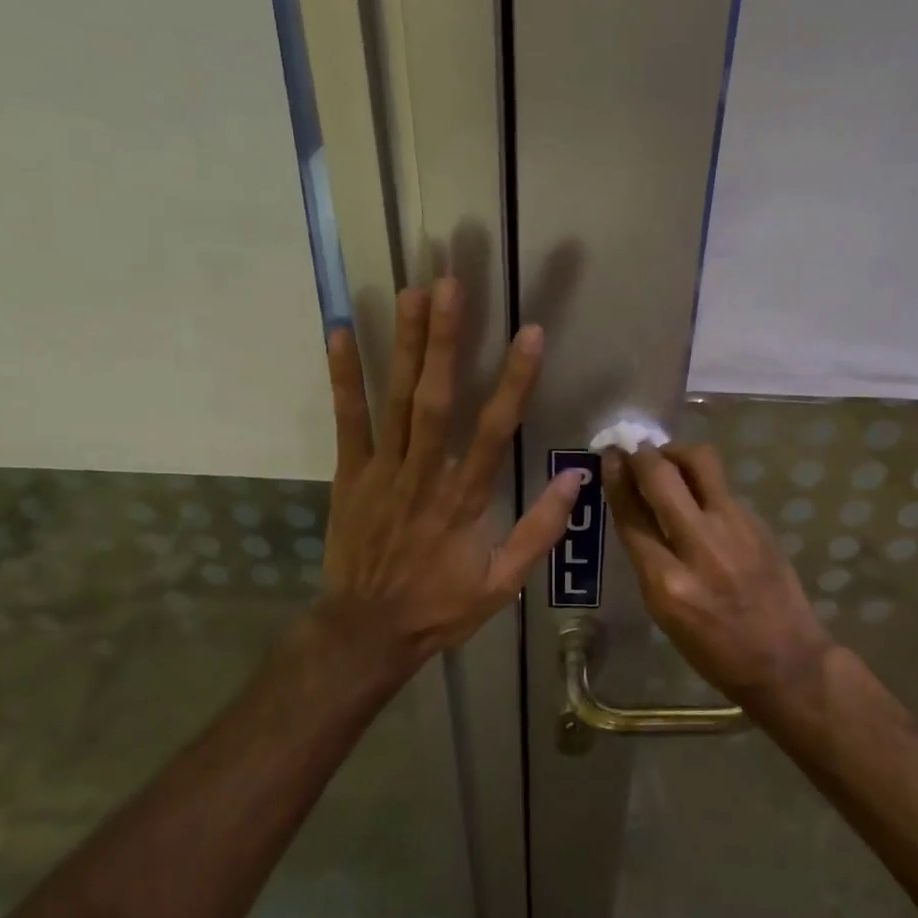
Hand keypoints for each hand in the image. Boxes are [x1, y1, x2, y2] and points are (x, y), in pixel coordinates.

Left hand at [319, 279, 583, 680]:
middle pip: (437, 399)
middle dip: (445, 340)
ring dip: (404, 345)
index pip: (495, 430)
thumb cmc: (439, 607)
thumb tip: (576, 479)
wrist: (366, 632)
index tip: (529, 333)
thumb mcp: (502, 583)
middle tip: (451, 285)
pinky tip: (341, 333)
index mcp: (465, 499)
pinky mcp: (350, 474)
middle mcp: (425, 474)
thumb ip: (540, 530)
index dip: (514, 380)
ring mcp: (383, 471)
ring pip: (396, 400)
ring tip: (411, 293)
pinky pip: (347, 420)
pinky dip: (344, 377)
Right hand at [603, 443, 833, 708]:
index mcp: (667, 583)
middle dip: (642, 455)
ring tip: (667, 460)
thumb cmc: (714, 650)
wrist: (785, 661)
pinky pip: (722, 487)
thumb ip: (648, 558)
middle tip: (633, 448)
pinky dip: (703, 481)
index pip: (632, 515)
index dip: (616, 478)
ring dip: (676, 453)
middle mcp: (700, 548)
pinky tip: (699, 494)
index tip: (609, 456)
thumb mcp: (664, 613)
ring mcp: (735, 530)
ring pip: (700, 464)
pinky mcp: (759, 523)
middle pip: (661, 478)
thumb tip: (635, 508)